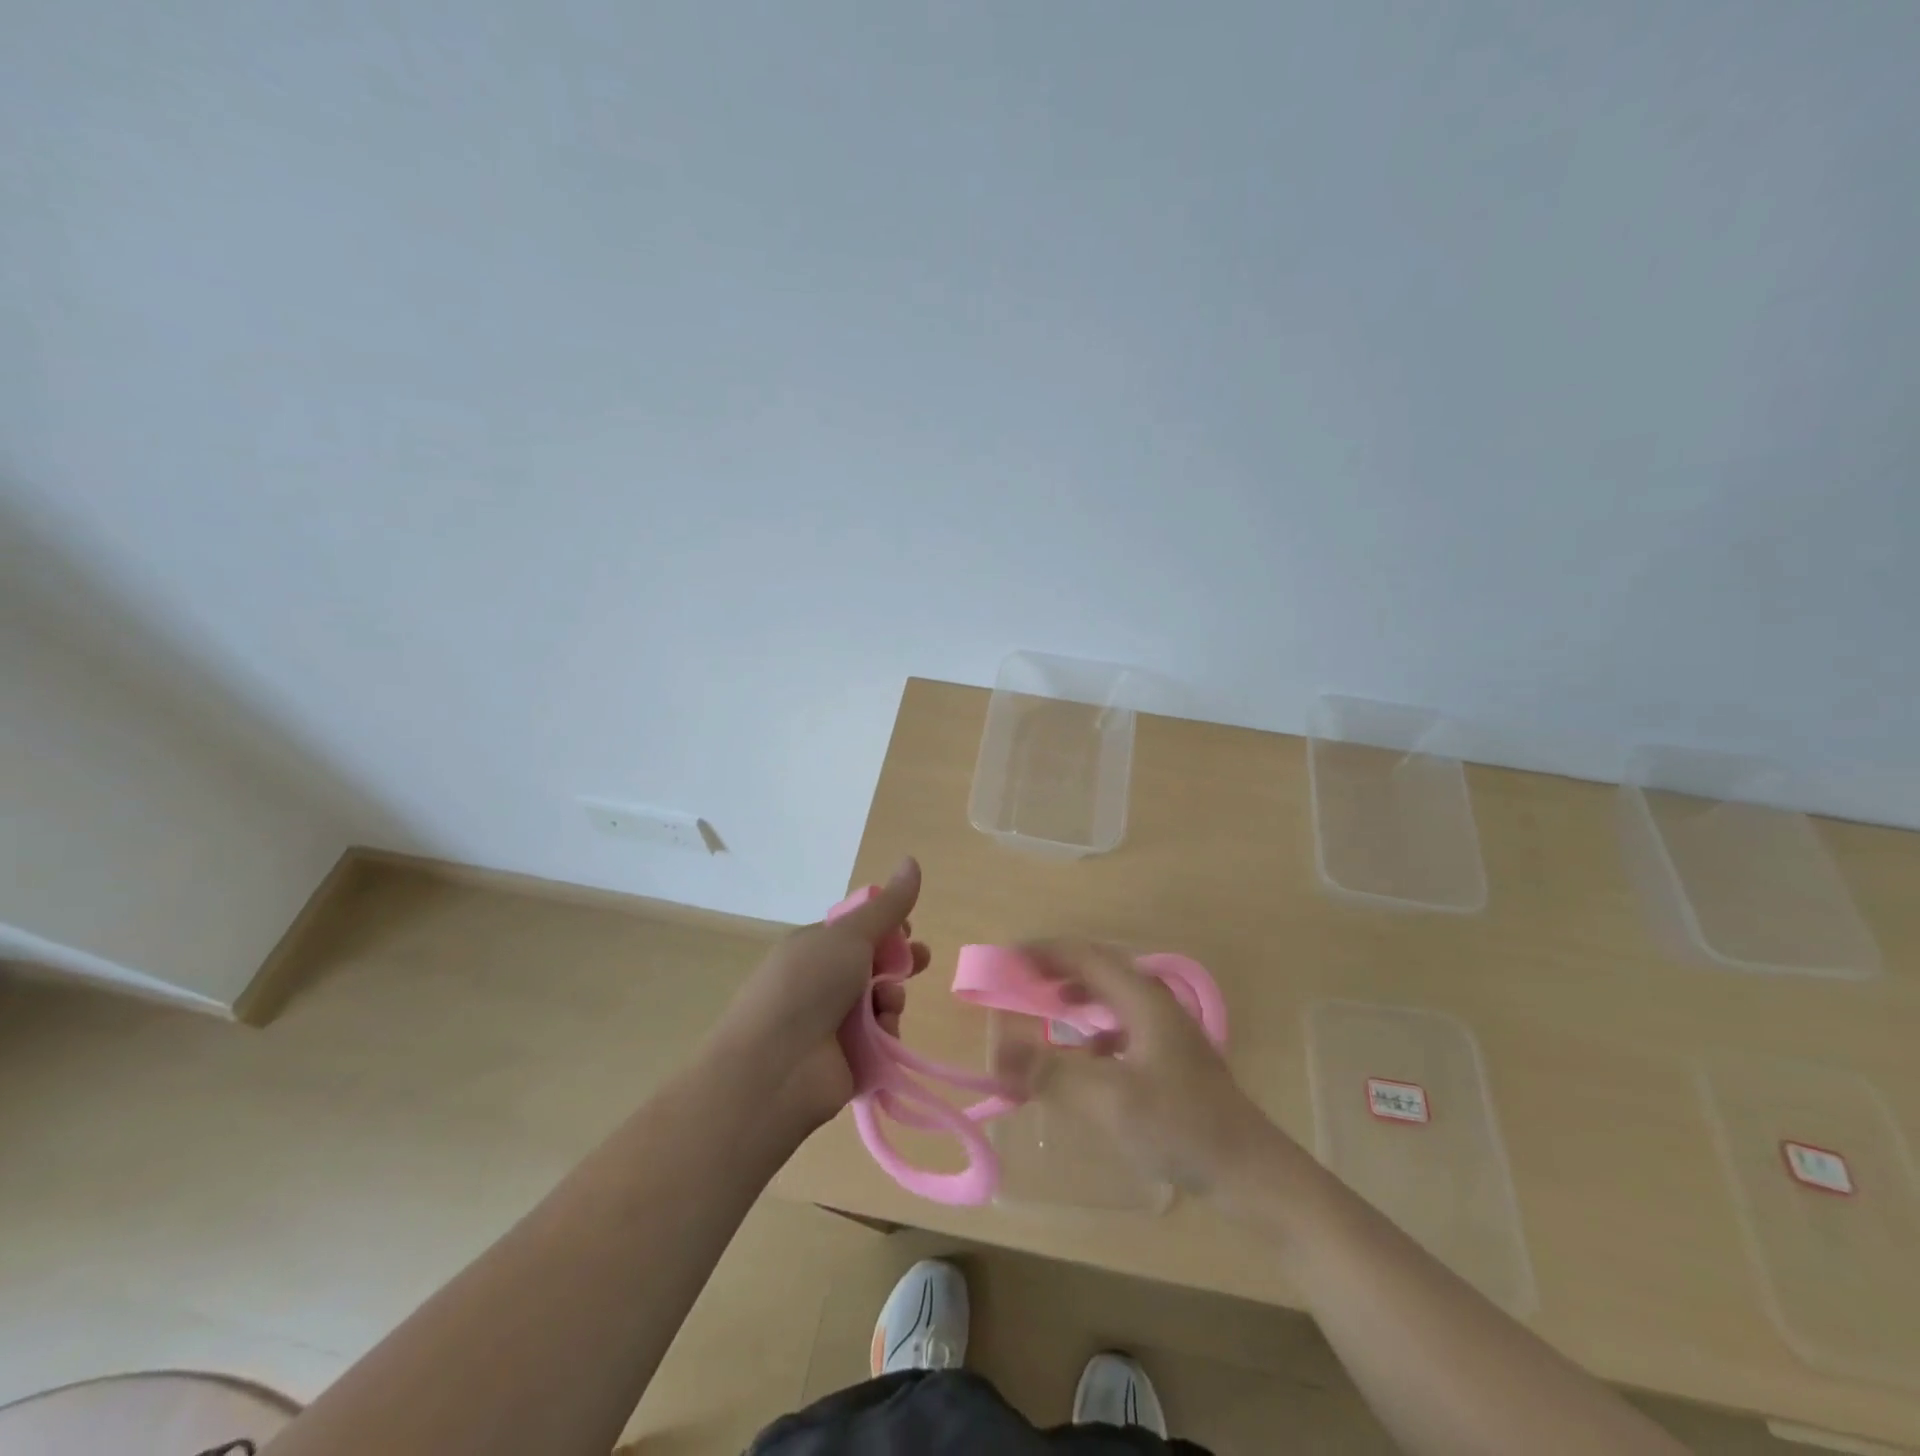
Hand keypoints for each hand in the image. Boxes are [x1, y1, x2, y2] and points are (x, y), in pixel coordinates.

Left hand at [713, 857, 928, 1132]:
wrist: (773, 1070)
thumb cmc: (806, 987)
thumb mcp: (849, 936)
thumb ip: (887, 906)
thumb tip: (912, 859)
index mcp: (814, 947)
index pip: (857, 931)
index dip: (886, 926)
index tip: (908, 926)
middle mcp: (822, 982)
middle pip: (874, 966)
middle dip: (899, 962)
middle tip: (921, 960)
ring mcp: (834, 1023)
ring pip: (882, 1001)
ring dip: (892, 997)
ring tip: (888, 1004)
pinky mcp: (849, 1060)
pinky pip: (882, 1038)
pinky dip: (887, 1033)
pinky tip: (883, 1034)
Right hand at [992, 941, 1272, 1193]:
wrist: (1251, 1172)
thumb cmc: (1181, 1126)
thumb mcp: (1110, 1100)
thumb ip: (1052, 1074)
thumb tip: (998, 1054)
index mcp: (1143, 1000)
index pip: (1087, 957)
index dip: (1046, 952)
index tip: (1009, 958)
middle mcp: (1155, 1004)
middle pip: (1100, 970)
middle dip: (1058, 969)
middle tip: (1021, 980)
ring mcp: (1167, 1031)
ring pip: (1112, 997)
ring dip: (1077, 995)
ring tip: (1046, 1005)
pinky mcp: (1171, 1059)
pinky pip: (1122, 1025)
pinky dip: (1093, 1027)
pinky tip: (1084, 1053)